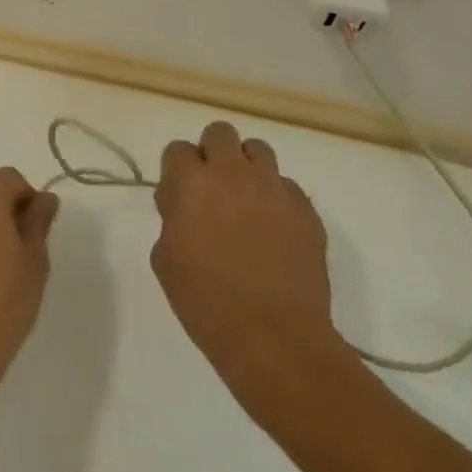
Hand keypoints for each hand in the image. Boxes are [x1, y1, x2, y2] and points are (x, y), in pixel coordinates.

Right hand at [150, 120, 343, 393]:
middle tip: (213, 189)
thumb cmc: (206, 302)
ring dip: (247, 167)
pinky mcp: (306, 210)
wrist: (274, 338)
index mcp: (191, 182)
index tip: (179, 199)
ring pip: (258, 150)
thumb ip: (172, 219)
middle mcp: (232, 173)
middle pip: (220, 133)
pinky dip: (277, 199)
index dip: (177, 171)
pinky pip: (287, 187)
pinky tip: (275, 230)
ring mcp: (274, 188)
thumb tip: (186, 209)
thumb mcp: (165, 259)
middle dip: (212, 153)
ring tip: (247, 201)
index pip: (177, 149)